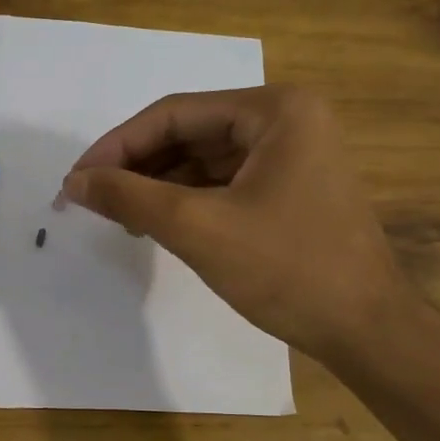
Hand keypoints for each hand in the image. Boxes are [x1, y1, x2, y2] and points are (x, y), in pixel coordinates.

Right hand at [59, 85, 412, 359]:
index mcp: (275, 110)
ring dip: (156, 185)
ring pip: (203, 160)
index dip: (117, 145)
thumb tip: (74, 183)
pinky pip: (222, 183)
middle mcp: (286, 120)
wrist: (365, 329)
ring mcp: (291, 156)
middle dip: (136, 166)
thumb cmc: (287, 269)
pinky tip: (154, 222)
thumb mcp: (198, 228)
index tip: (75, 180)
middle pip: (189, 133)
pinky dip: (185, 200)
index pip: (175, 114)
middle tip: (89, 199)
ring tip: (116, 215)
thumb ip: (129, 197)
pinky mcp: (289, 189)